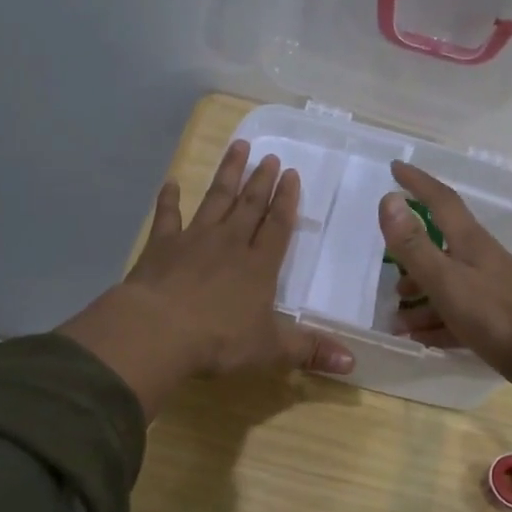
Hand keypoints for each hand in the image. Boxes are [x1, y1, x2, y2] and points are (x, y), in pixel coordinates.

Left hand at [59, 141, 354, 416]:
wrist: (158, 331)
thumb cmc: (219, 340)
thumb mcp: (270, 350)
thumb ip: (309, 351)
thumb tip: (353, 363)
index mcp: (259, 266)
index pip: (277, 226)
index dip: (286, 201)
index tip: (292, 174)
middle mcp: (229, 244)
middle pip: (249, 206)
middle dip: (261, 180)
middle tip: (270, 156)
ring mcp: (193, 240)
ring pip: (215, 199)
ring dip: (227, 174)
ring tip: (238, 147)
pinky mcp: (161, 246)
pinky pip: (167, 216)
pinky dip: (169, 199)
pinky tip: (171, 182)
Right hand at [379, 162, 511, 436]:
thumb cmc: (494, 314)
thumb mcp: (446, 279)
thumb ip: (414, 245)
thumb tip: (389, 199)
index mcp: (471, 242)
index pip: (441, 201)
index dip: (418, 183)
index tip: (396, 167)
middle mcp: (482, 260)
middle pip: (442, 248)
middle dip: (412, 256)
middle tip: (389, 270)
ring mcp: (492, 290)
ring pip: (448, 285)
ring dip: (421, 298)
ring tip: (397, 319)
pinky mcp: (498, 320)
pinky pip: (458, 315)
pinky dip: (436, 323)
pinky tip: (421, 338)